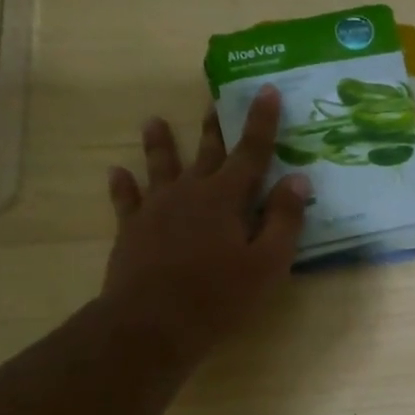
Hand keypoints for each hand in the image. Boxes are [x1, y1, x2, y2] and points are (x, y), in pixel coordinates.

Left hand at [100, 86, 309, 365]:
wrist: (151, 324)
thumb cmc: (219, 296)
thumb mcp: (267, 262)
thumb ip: (285, 219)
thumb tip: (298, 178)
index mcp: (227, 198)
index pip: (251, 151)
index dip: (261, 121)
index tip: (266, 90)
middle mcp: (191, 192)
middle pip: (206, 152)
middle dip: (214, 126)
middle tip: (215, 99)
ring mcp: (156, 209)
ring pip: (161, 167)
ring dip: (160, 144)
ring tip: (153, 120)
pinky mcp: (132, 230)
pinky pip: (126, 200)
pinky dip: (122, 185)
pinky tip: (116, 172)